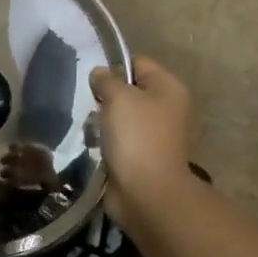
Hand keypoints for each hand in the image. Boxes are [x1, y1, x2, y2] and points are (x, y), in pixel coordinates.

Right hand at [89, 56, 193, 229]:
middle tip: (88, 104)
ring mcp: (156, 135)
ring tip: (88, 127)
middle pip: (130, 91)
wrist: (147, 193)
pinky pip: (120, 140)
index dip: (114, 67)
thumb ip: (106, 80)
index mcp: (169, 88)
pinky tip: (93, 145)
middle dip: (106, 96)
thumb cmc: (137, 137)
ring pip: (122, 117)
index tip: (91, 79)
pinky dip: (106, 142)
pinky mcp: (143, 157)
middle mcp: (167, 109)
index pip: (138, 63)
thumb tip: (99, 74)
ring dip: (104, 121)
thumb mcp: (119, 98)